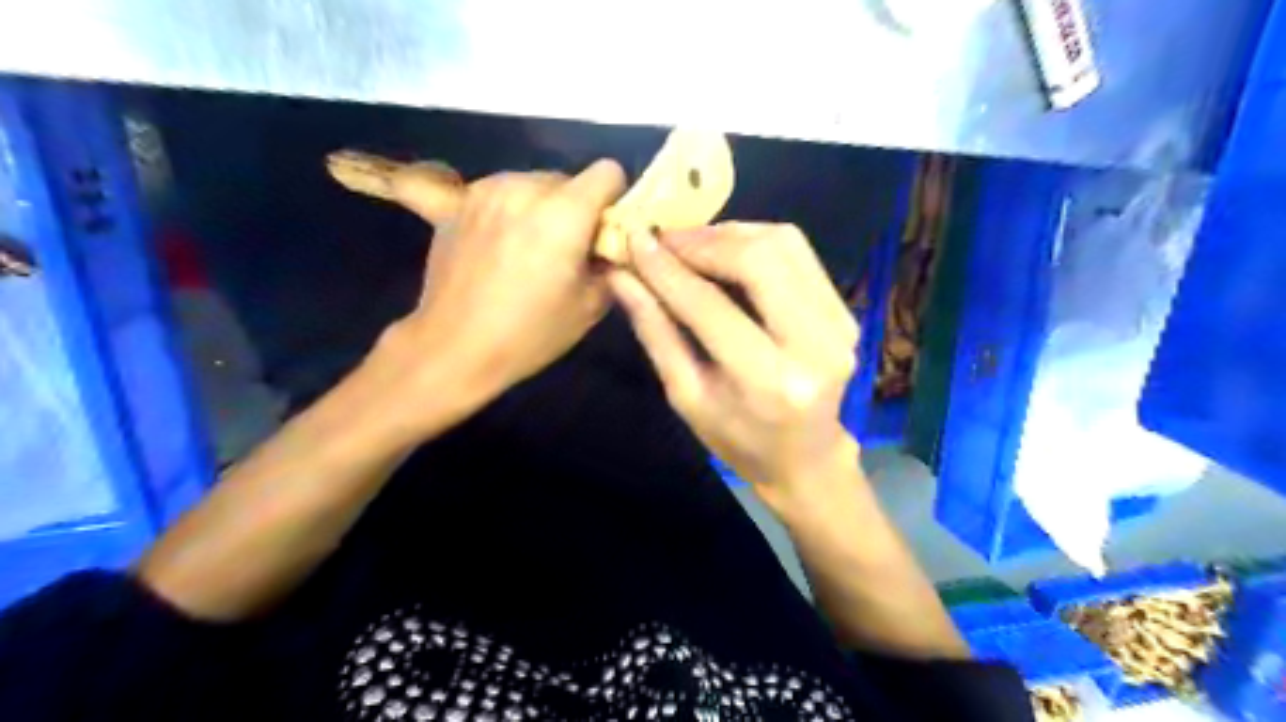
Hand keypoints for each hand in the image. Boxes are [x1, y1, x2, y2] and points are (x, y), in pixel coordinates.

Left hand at [372, 161, 627, 415]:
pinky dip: (508, 211)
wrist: (454, 347)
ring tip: (528, 249)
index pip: (607, 172)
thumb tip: (612, 247)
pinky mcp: (458, 202)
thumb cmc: (529, 333)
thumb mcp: (590, 307)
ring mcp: (485, 190)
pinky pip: (499, 195)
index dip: (614, 200)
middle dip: (575, 209)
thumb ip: (611, 265)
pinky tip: (498, 244)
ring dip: (540, 209)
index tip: (604, 232)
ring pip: (531, 185)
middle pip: (568, 180)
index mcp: (565, 212)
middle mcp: (525, 187)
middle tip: (565, 250)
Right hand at [609, 225, 863, 511]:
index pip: (710, 306)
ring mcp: (841, 324)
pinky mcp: (848, 311)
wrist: (806, 457)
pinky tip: (726, 254)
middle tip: (665, 240)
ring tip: (691, 245)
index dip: (667, 269)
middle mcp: (815, 346)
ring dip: (730, 234)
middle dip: (704, 240)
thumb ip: (656, 332)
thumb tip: (622, 276)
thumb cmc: (737, 438)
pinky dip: (756, 243)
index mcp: (768, 382)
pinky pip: (799, 254)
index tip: (635, 240)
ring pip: (784, 244)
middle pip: (760, 259)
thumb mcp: (686, 396)